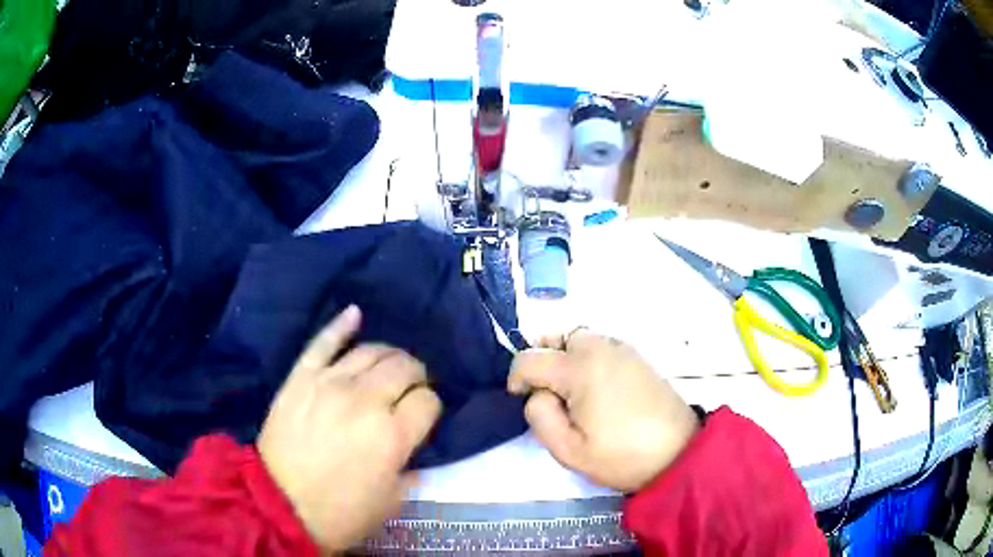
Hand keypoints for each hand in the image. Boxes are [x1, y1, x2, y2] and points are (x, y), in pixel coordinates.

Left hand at [258, 306, 441, 551]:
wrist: (281, 505)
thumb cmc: (342, 511)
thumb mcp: (392, 500)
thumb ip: (410, 466)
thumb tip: (411, 443)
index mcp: (393, 435)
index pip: (428, 401)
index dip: (431, 405)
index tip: (424, 414)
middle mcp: (366, 400)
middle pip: (404, 367)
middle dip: (417, 374)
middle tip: (413, 386)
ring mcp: (330, 383)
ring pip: (370, 351)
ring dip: (389, 353)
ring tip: (391, 363)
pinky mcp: (301, 377)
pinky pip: (323, 342)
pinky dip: (341, 325)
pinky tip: (355, 314)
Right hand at [508, 329, 699, 491]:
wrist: (679, 452)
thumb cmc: (622, 456)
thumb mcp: (569, 450)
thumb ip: (540, 416)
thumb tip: (538, 394)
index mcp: (580, 368)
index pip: (529, 358)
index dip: (516, 379)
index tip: (522, 401)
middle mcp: (600, 348)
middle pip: (556, 338)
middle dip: (543, 361)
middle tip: (549, 395)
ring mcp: (623, 349)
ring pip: (580, 338)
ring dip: (566, 357)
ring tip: (573, 392)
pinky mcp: (638, 357)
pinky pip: (602, 345)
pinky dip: (589, 358)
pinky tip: (598, 388)